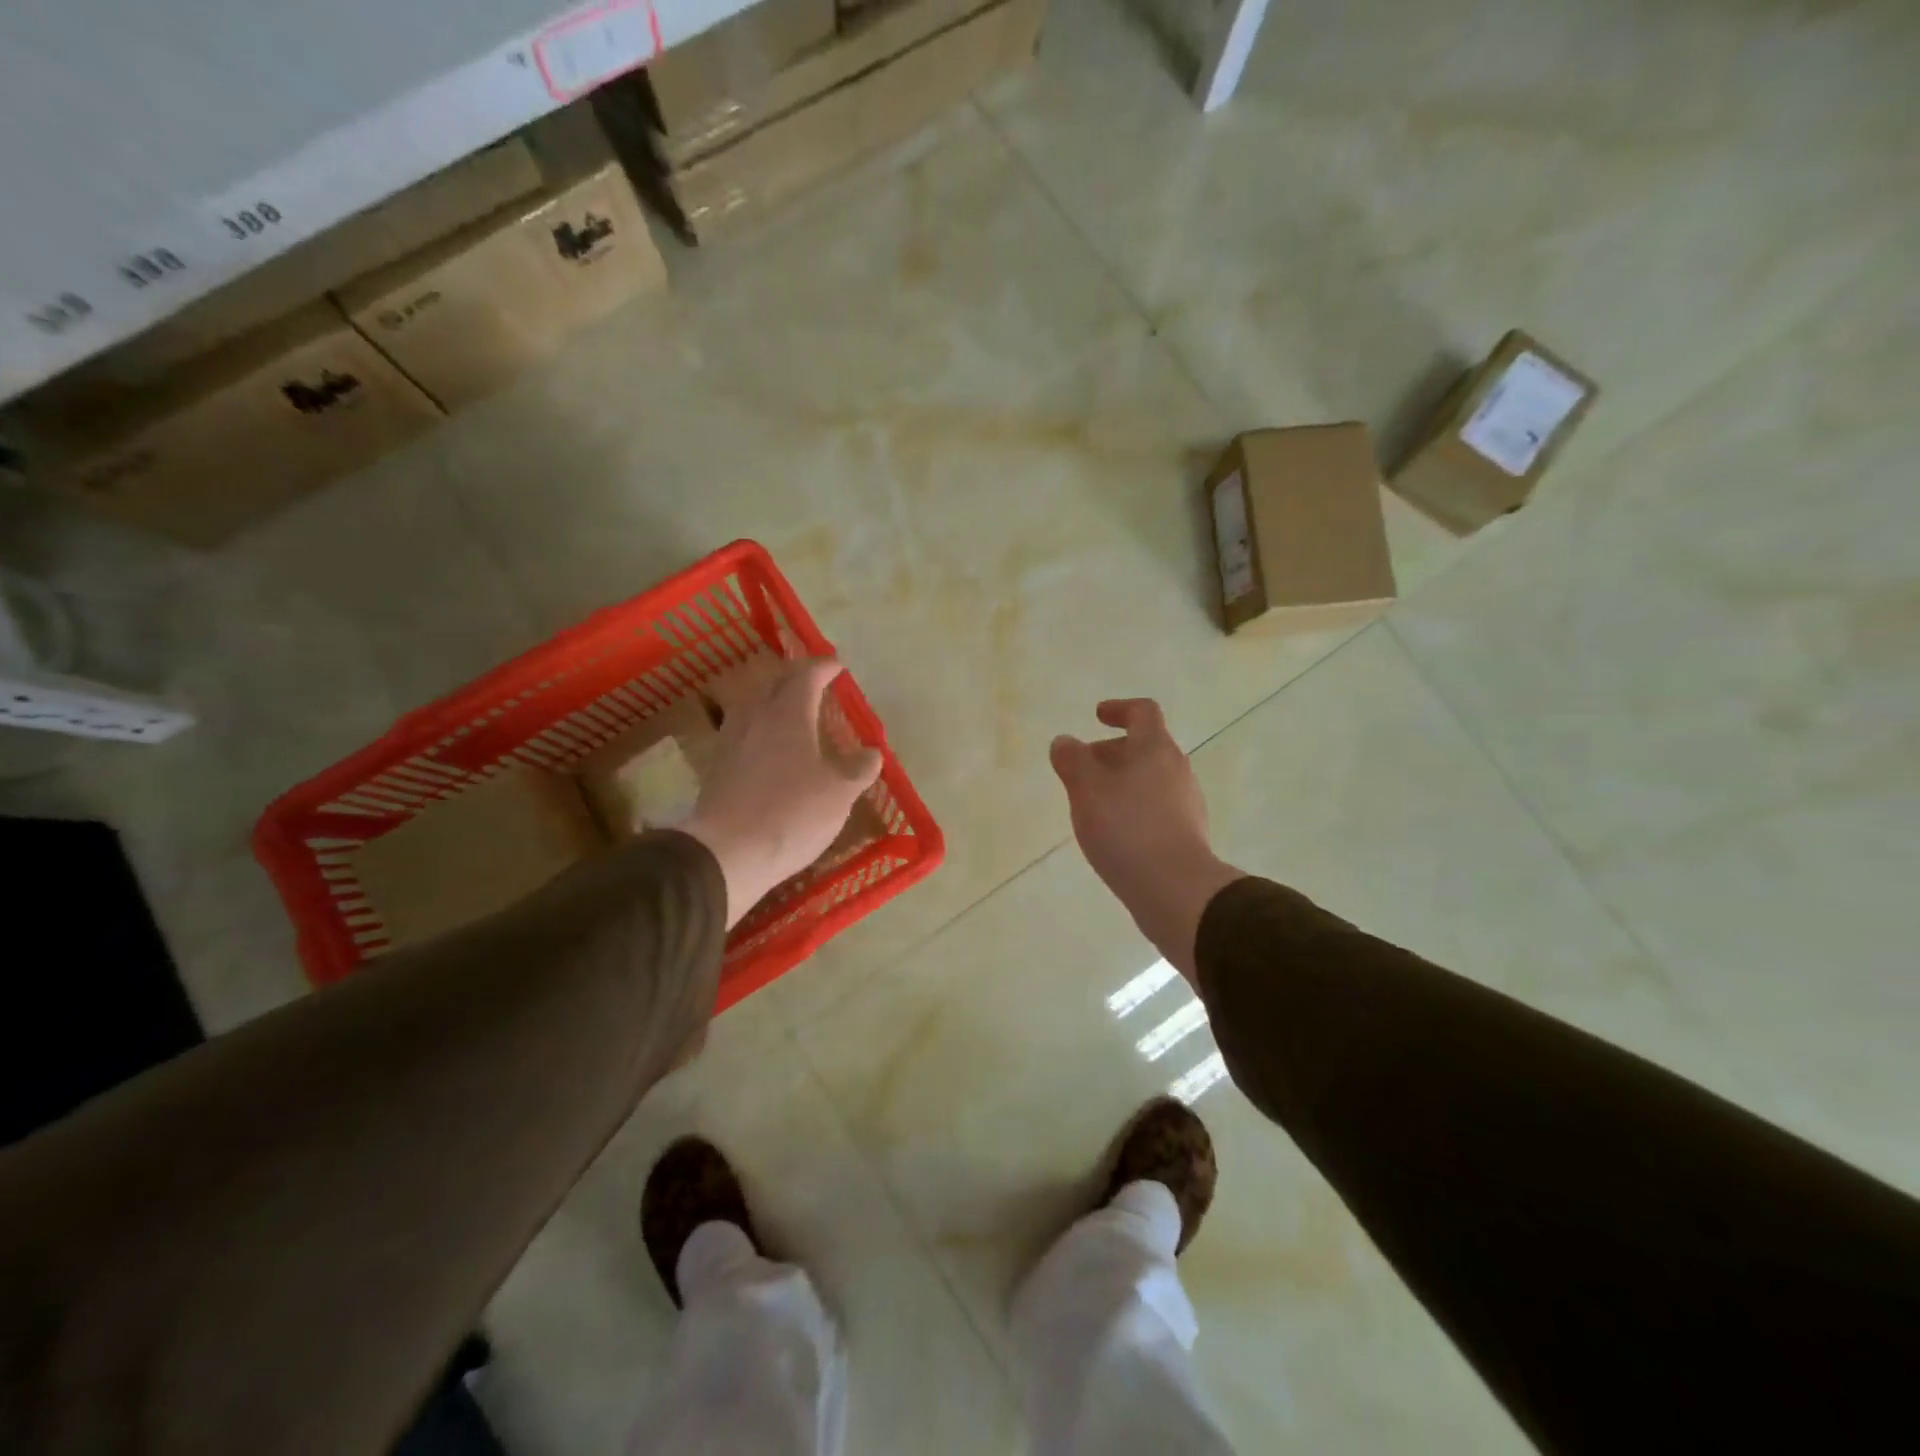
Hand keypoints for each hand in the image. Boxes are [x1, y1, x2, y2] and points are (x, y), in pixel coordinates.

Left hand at [681, 658, 881, 926]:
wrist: (727, 852)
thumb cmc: (792, 814)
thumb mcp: (839, 793)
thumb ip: (859, 768)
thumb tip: (872, 752)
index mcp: (788, 712)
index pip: (806, 675)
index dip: (824, 667)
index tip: (837, 666)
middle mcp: (756, 716)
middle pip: (775, 683)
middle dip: (797, 677)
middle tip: (816, 682)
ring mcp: (732, 740)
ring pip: (755, 705)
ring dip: (775, 701)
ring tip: (793, 711)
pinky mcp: (718, 765)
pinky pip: (744, 731)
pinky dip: (762, 727)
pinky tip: (770, 746)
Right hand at [1051, 699, 1241, 981]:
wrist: (1175, 890)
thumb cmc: (1127, 829)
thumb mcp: (1087, 790)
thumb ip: (1072, 761)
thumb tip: (1064, 741)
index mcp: (1155, 749)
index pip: (1143, 712)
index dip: (1119, 709)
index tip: (1097, 716)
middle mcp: (1177, 769)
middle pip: (1144, 748)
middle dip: (1111, 753)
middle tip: (1081, 772)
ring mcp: (1186, 803)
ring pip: (1149, 780)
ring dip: (1120, 784)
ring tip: (1091, 807)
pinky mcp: (1186, 834)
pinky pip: (1155, 809)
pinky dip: (1132, 809)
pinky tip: (1113, 835)